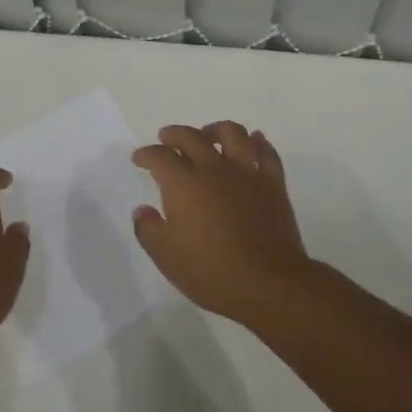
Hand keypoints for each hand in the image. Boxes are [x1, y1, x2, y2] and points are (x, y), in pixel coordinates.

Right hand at [131, 122, 313, 323]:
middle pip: (192, 137)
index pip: (160, 156)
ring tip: (209, 135)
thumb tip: (142, 210)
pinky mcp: (273, 183)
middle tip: (166, 137)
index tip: (139, 158)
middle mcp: (214, 168)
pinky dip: (258, 142)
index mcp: (184, 183)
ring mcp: (246, 172)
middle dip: (174, 134)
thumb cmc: (210, 271)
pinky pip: (266, 152)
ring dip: (216, 129)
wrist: (268, 282)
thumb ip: (148, 229)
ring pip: (232, 133)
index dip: (146, 154)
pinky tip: (253, 142)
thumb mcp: (166, 256)